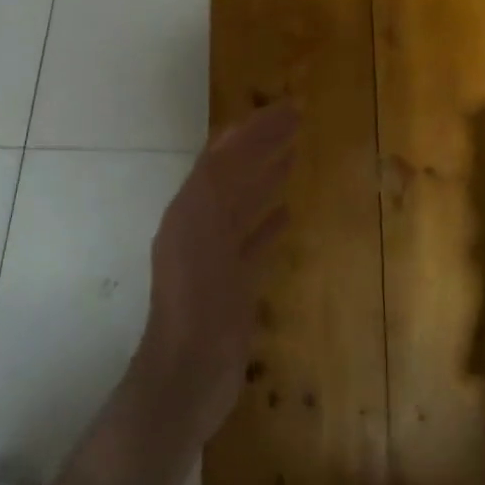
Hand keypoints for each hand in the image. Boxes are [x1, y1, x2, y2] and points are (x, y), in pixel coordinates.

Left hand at [127, 103, 297, 449]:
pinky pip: (253, 241)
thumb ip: (213, 190)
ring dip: (265, 177)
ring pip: (243, 205)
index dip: (252, 131)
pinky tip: (288, 214)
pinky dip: (268, 223)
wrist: (188, 376)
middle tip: (296, 120)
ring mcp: (215, 256)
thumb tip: (229, 142)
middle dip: (261, 146)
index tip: (286, 108)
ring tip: (293, 154)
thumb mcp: (200, 239)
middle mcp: (198, 227)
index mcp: (189, 212)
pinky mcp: (231, 282)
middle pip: (233, 175)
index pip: (222, 157)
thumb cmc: (197, 307)